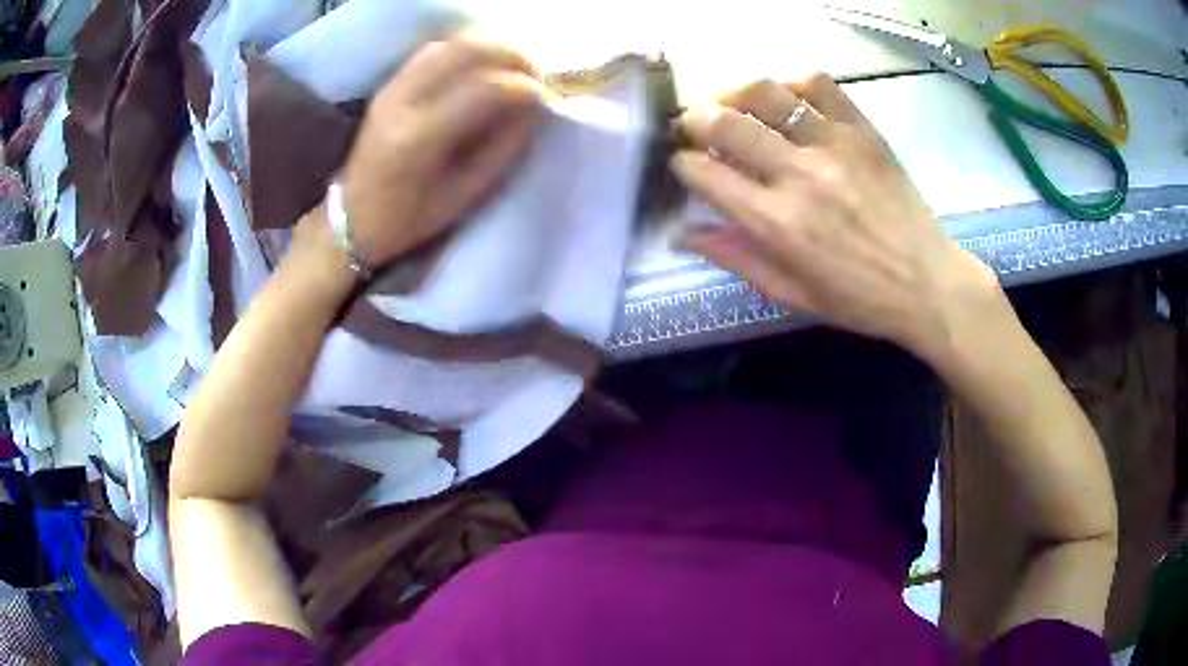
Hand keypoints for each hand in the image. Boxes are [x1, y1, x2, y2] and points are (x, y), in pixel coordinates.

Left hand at [332, 34, 547, 267]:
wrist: (351, 219)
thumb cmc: (408, 219)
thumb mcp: (463, 195)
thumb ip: (503, 147)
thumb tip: (536, 108)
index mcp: (419, 138)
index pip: (485, 89)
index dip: (525, 87)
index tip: (549, 98)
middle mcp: (403, 101)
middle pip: (468, 50)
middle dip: (514, 55)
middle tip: (537, 76)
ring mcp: (393, 88)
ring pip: (452, 43)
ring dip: (493, 47)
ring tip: (516, 68)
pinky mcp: (390, 84)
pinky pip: (435, 50)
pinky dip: (468, 50)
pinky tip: (484, 66)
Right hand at [672, 76, 1001, 359]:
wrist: (927, 284)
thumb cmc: (858, 299)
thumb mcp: (791, 293)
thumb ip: (735, 258)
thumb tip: (682, 233)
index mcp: (777, 223)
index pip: (704, 173)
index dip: (681, 163)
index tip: (682, 163)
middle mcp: (799, 175)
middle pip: (726, 123)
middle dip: (695, 120)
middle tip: (694, 126)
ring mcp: (834, 145)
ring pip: (767, 93)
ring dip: (735, 94)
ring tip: (733, 105)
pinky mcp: (863, 131)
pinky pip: (820, 84)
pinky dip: (794, 83)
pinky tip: (788, 99)